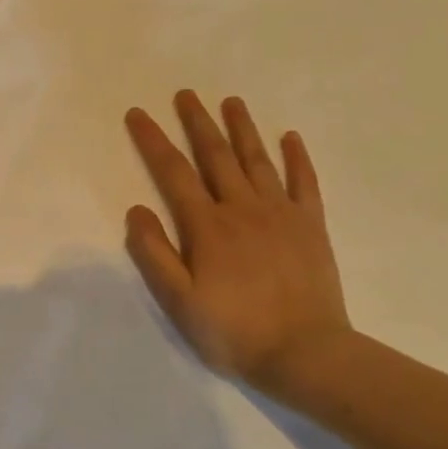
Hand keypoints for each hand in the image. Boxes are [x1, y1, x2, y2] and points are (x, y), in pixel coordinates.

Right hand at [124, 91, 351, 392]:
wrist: (307, 355)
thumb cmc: (234, 331)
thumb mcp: (178, 301)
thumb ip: (153, 253)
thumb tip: (136, 209)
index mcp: (207, 225)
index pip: (173, 172)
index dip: (153, 140)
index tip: (138, 113)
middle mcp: (242, 208)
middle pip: (216, 155)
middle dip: (197, 122)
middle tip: (185, 93)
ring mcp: (281, 214)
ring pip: (258, 160)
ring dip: (242, 128)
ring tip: (232, 101)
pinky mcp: (311, 227)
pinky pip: (304, 183)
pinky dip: (297, 158)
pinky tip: (291, 138)